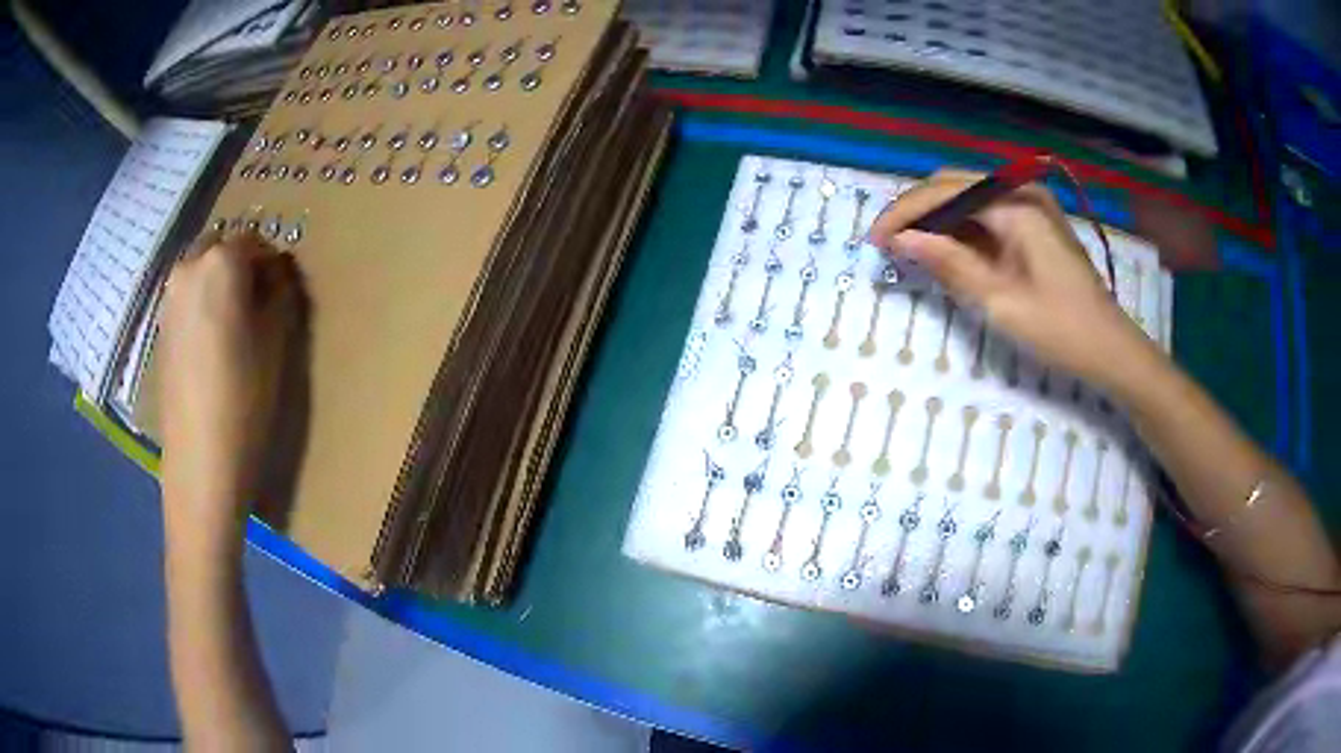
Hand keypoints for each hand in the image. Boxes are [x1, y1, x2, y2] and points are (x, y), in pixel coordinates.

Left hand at [158, 232, 300, 552]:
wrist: (200, 457)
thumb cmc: (245, 395)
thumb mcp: (277, 339)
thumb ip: (280, 291)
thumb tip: (275, 273)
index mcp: (221, 261)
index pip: (254, 239)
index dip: (271, 261)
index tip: (281, 290)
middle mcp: (188, 267)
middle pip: (220, 246)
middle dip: (240, 263)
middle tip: (257, 301)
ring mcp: (169, 298)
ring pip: (200, 270)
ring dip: (218, 282)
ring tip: (234, 323)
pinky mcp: (160, 327)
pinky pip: (186, 297)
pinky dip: (201, 303)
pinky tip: (211, 341)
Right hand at [868, 169, 1156, 392]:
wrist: (1110, 350)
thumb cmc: (1060, 330)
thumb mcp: (1000, 302)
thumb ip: (950, 264)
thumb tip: (900, 240)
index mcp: (1016, 205)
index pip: (946, 191)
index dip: (905, 212)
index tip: (875, 240)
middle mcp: (1021, 193)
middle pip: (954, 185)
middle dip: (917, 211)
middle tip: (887, 244)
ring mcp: (1030, 207)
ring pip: (968, 199)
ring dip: (936, 219)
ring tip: (907, 248)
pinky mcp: (1034, 225)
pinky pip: (986, 216)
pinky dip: (960, 230)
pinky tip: (943, 250)